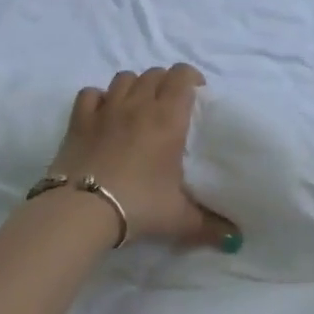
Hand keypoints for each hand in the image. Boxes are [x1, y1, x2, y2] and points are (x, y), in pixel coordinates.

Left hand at [48, 66, 232, 248]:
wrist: (81, 211)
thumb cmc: (139, 206)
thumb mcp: (180, 218)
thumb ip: (209, 225)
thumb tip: (235, 239)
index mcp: (169, 118)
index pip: (182, 75)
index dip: (191, 78)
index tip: (196, 95)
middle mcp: (138, 105)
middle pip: (154, 73)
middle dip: (165, 83)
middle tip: (170, 107)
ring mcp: (106, 109)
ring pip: (124, 78)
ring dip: (134, 87)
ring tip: (138, 107)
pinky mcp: (78, 120)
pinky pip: (90, 93)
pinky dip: (99, 99)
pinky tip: (103, 115)